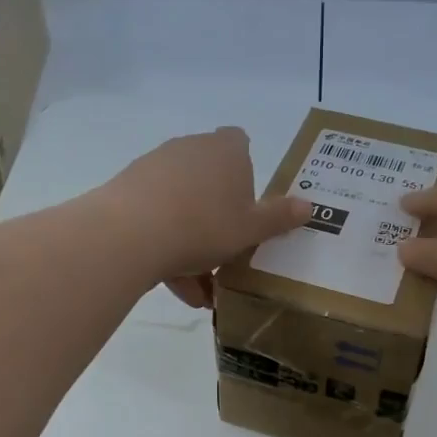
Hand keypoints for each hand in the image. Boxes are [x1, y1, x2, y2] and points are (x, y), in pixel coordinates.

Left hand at [96, 127, 309, 306]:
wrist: (130, 234)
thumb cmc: (204, 226)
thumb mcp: (251, 229)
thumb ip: (279, 218)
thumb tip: (309, 206)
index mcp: (226, 151)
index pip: (240, 143)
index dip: (245, 171)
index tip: (246, 205)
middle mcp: (190, 150)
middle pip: (210, 183)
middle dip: (218, 223)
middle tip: (226, 261)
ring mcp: (155, 167)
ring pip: (183, 208)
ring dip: (193, 247)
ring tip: (198, 292)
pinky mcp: (128, 190)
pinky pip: (156, 220)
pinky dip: (166, 249)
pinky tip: (174, 287)